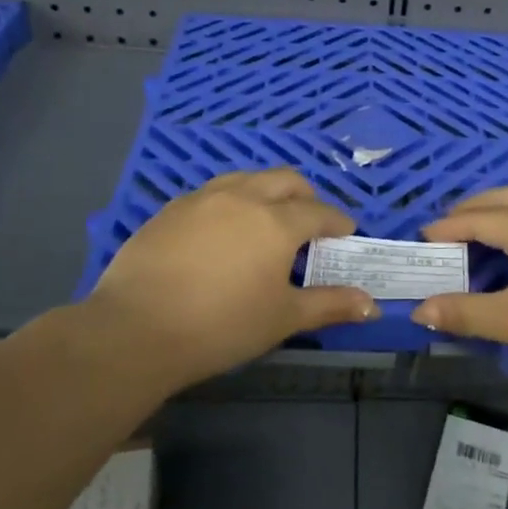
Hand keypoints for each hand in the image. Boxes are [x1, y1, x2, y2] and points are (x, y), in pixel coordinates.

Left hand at [86, 169, 376, 387]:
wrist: (135, 330)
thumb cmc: (221, 326)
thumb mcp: (282, 318)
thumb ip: (329, 305)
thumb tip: (372, 306)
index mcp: (276, 221)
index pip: (319, 212)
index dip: (337, 222)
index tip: (345, 233)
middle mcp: (243, 197)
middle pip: (285, 180)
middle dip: (305, 197)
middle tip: (309, 222)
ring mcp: (202, 199)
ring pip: (246, 179)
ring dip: (266, 192)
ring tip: (266, 219)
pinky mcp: (170, 209)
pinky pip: (212, 194)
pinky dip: (230, 203)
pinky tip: (221, 232)